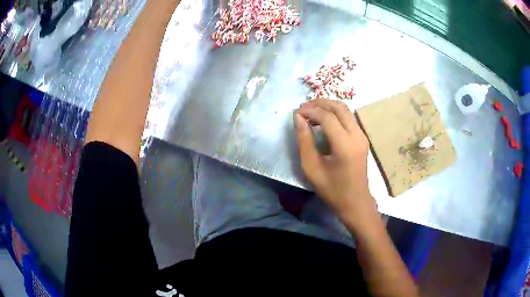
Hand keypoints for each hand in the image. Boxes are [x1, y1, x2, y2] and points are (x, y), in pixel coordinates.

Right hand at [294, 100, 376, 229]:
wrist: (355, 201)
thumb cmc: (332, 189)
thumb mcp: (311, 167)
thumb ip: (304, 140)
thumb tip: (298, 117)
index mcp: (344, 145)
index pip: (327, 117)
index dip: (310, 111)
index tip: (296, 113)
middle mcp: (357, 135)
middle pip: (339, 107)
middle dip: (319, 103)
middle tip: (303, 108)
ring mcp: (362, 135)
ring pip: (345, 110)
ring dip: (328, 106)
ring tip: (311, 110)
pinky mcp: (362, 138)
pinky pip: (349, 117)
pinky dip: (335, 113)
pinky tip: (324, 118)